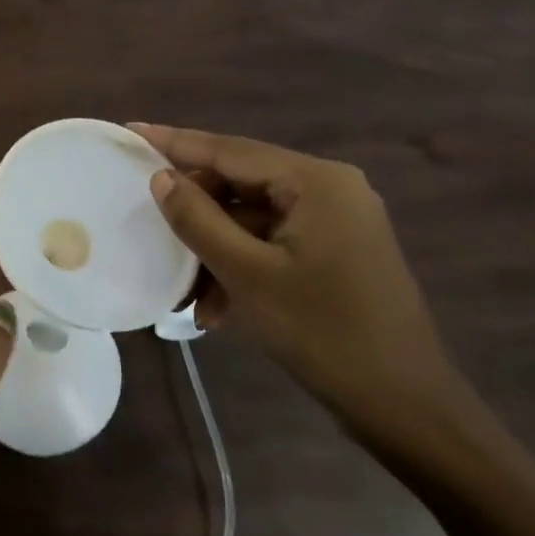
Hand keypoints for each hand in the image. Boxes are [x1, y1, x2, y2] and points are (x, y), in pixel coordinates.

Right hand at [133, 123, 461, 433]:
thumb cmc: (323, 332)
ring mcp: (337, 221)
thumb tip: (161, 177)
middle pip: (241, 184)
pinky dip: (242, 267)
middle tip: (151, 231)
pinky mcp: (337, 251)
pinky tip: (218, 308)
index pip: (230, 150)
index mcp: (316, 182)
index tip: (130, 130)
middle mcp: (330, 189)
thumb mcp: (247, 274)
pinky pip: (272, 242)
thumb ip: (198, 219)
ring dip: (216, 252)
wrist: (403, 405)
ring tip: (188, 297)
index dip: (175, 142)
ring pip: (253, 220)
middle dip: (197, 217)